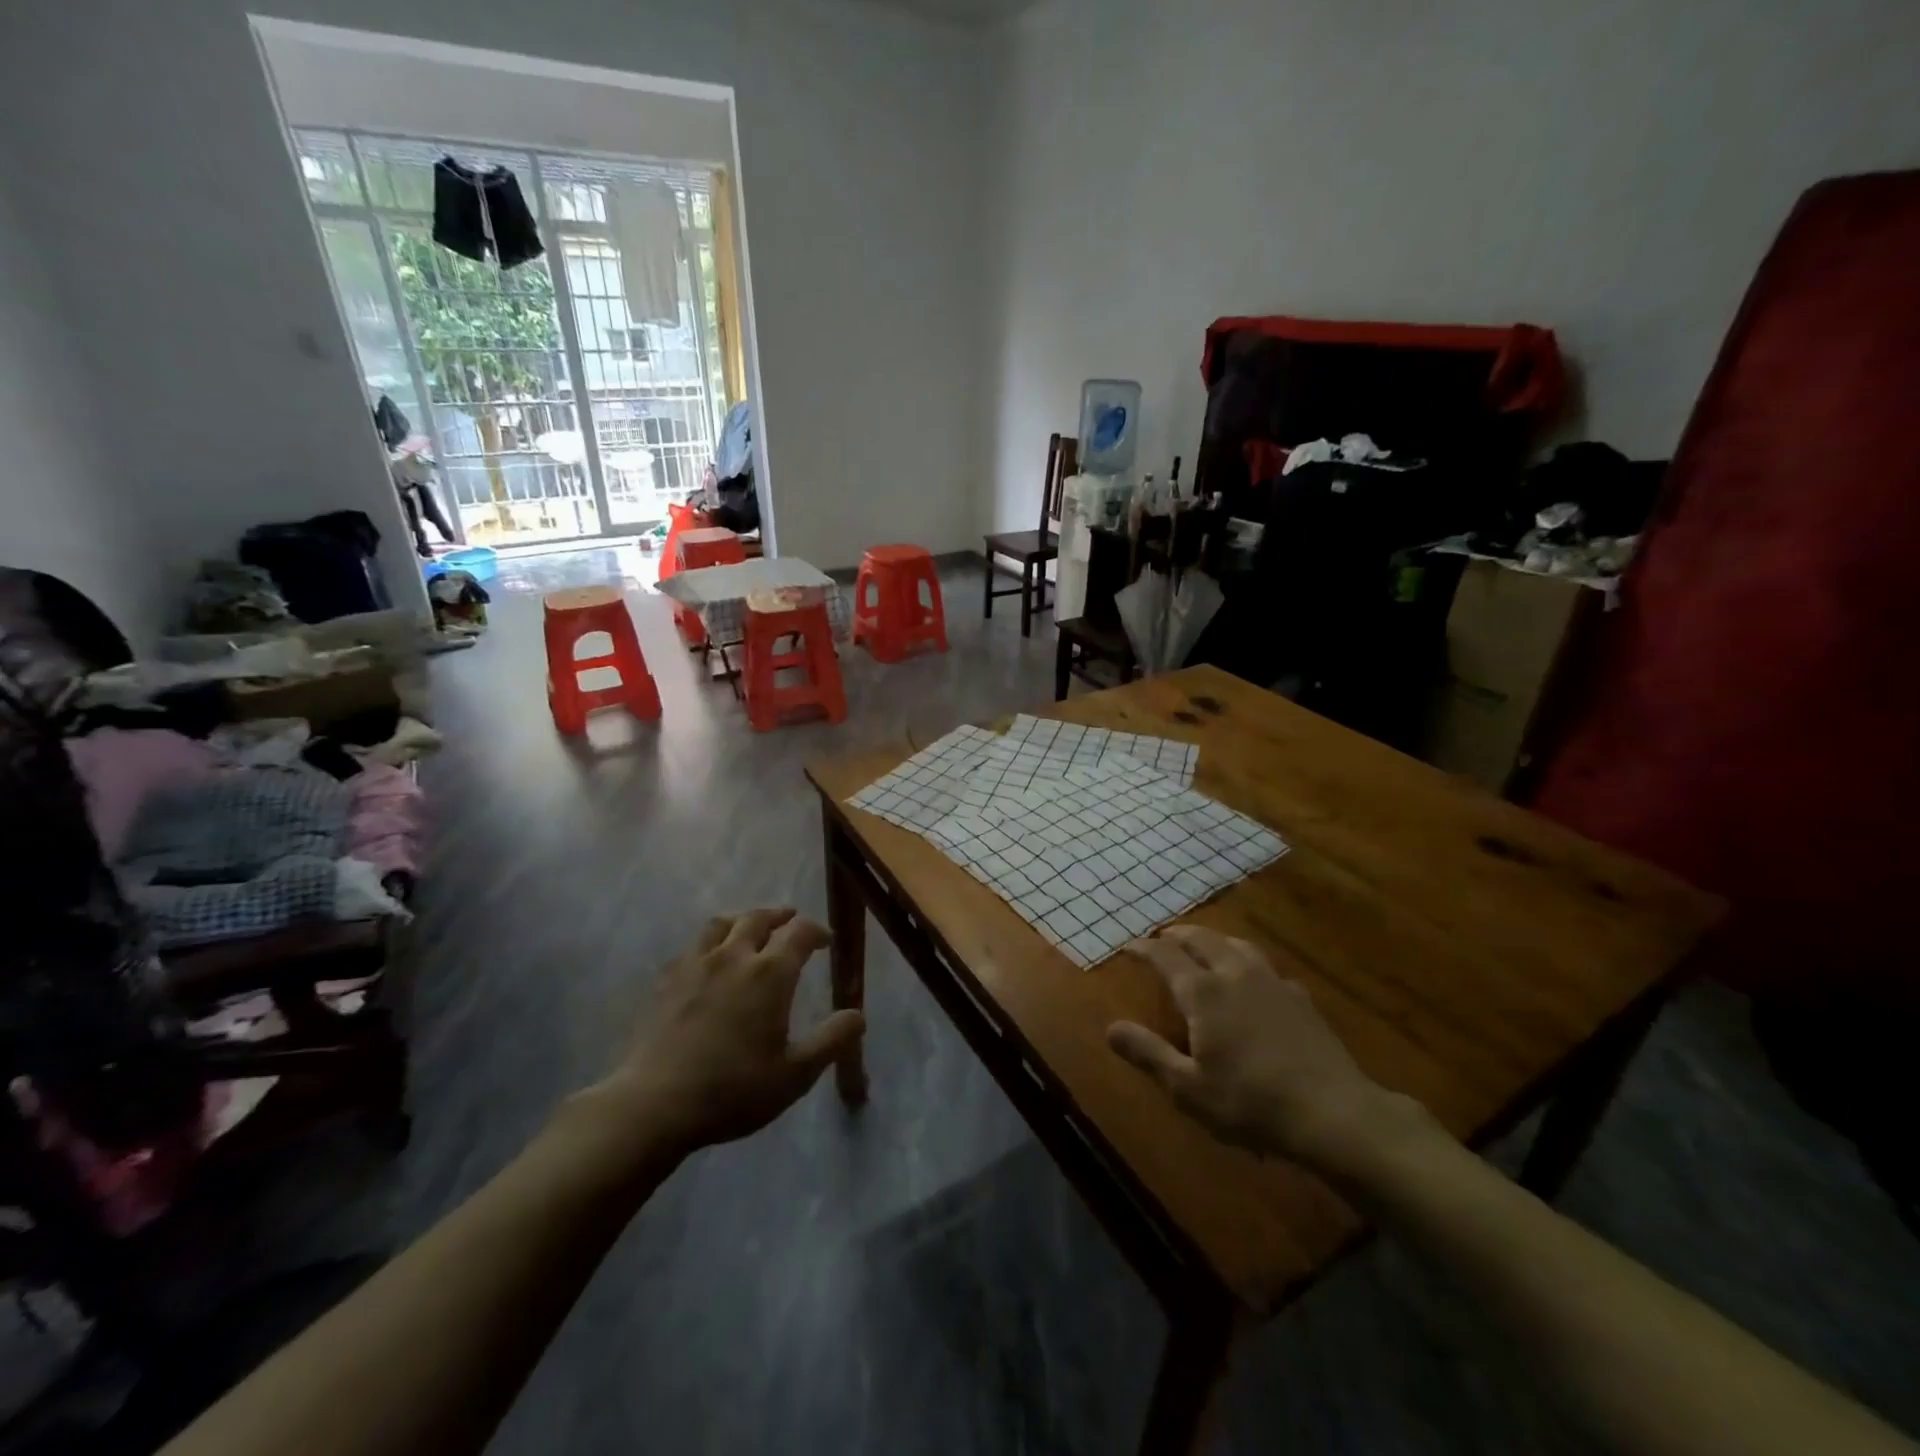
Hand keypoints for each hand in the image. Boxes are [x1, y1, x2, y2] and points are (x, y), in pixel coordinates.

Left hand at [578, 909, 864, 1161]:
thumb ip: (831, 1040)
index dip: (816, 931)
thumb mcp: (795, 1074)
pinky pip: (693, 946)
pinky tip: (709, 959)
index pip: (799, 933)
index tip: (826, 941)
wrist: (656, 1103)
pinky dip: (710, 942)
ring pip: (721, 923)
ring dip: (742, 919)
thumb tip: (858, 1014)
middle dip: (780, 916)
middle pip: (758, 918)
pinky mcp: (667, 980)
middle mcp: (734, 956)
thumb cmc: (734, 1089)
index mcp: (770, 973)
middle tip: (791, 920)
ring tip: (749, 927)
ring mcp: (696, 965)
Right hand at [1106, 925, 1423, 1174]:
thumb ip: (1148, 1053)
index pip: (1165, 956)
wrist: (1333, 1112)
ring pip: (1237, 945)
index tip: (1129, 946)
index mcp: (1203, 993)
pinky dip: (1246, 961)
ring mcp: (1272, 982)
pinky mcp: (1300, 998)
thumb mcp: (1187, 1088)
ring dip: (1214, 939)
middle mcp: (1234, 974)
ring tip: (1205, 944)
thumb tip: (1110, 1027)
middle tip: (1164, 937)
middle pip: (1202, 939)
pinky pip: (1266, 966)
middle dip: (1179, 934)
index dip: (1144, 948)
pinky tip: (1253, 978)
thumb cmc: (1250, 1102)